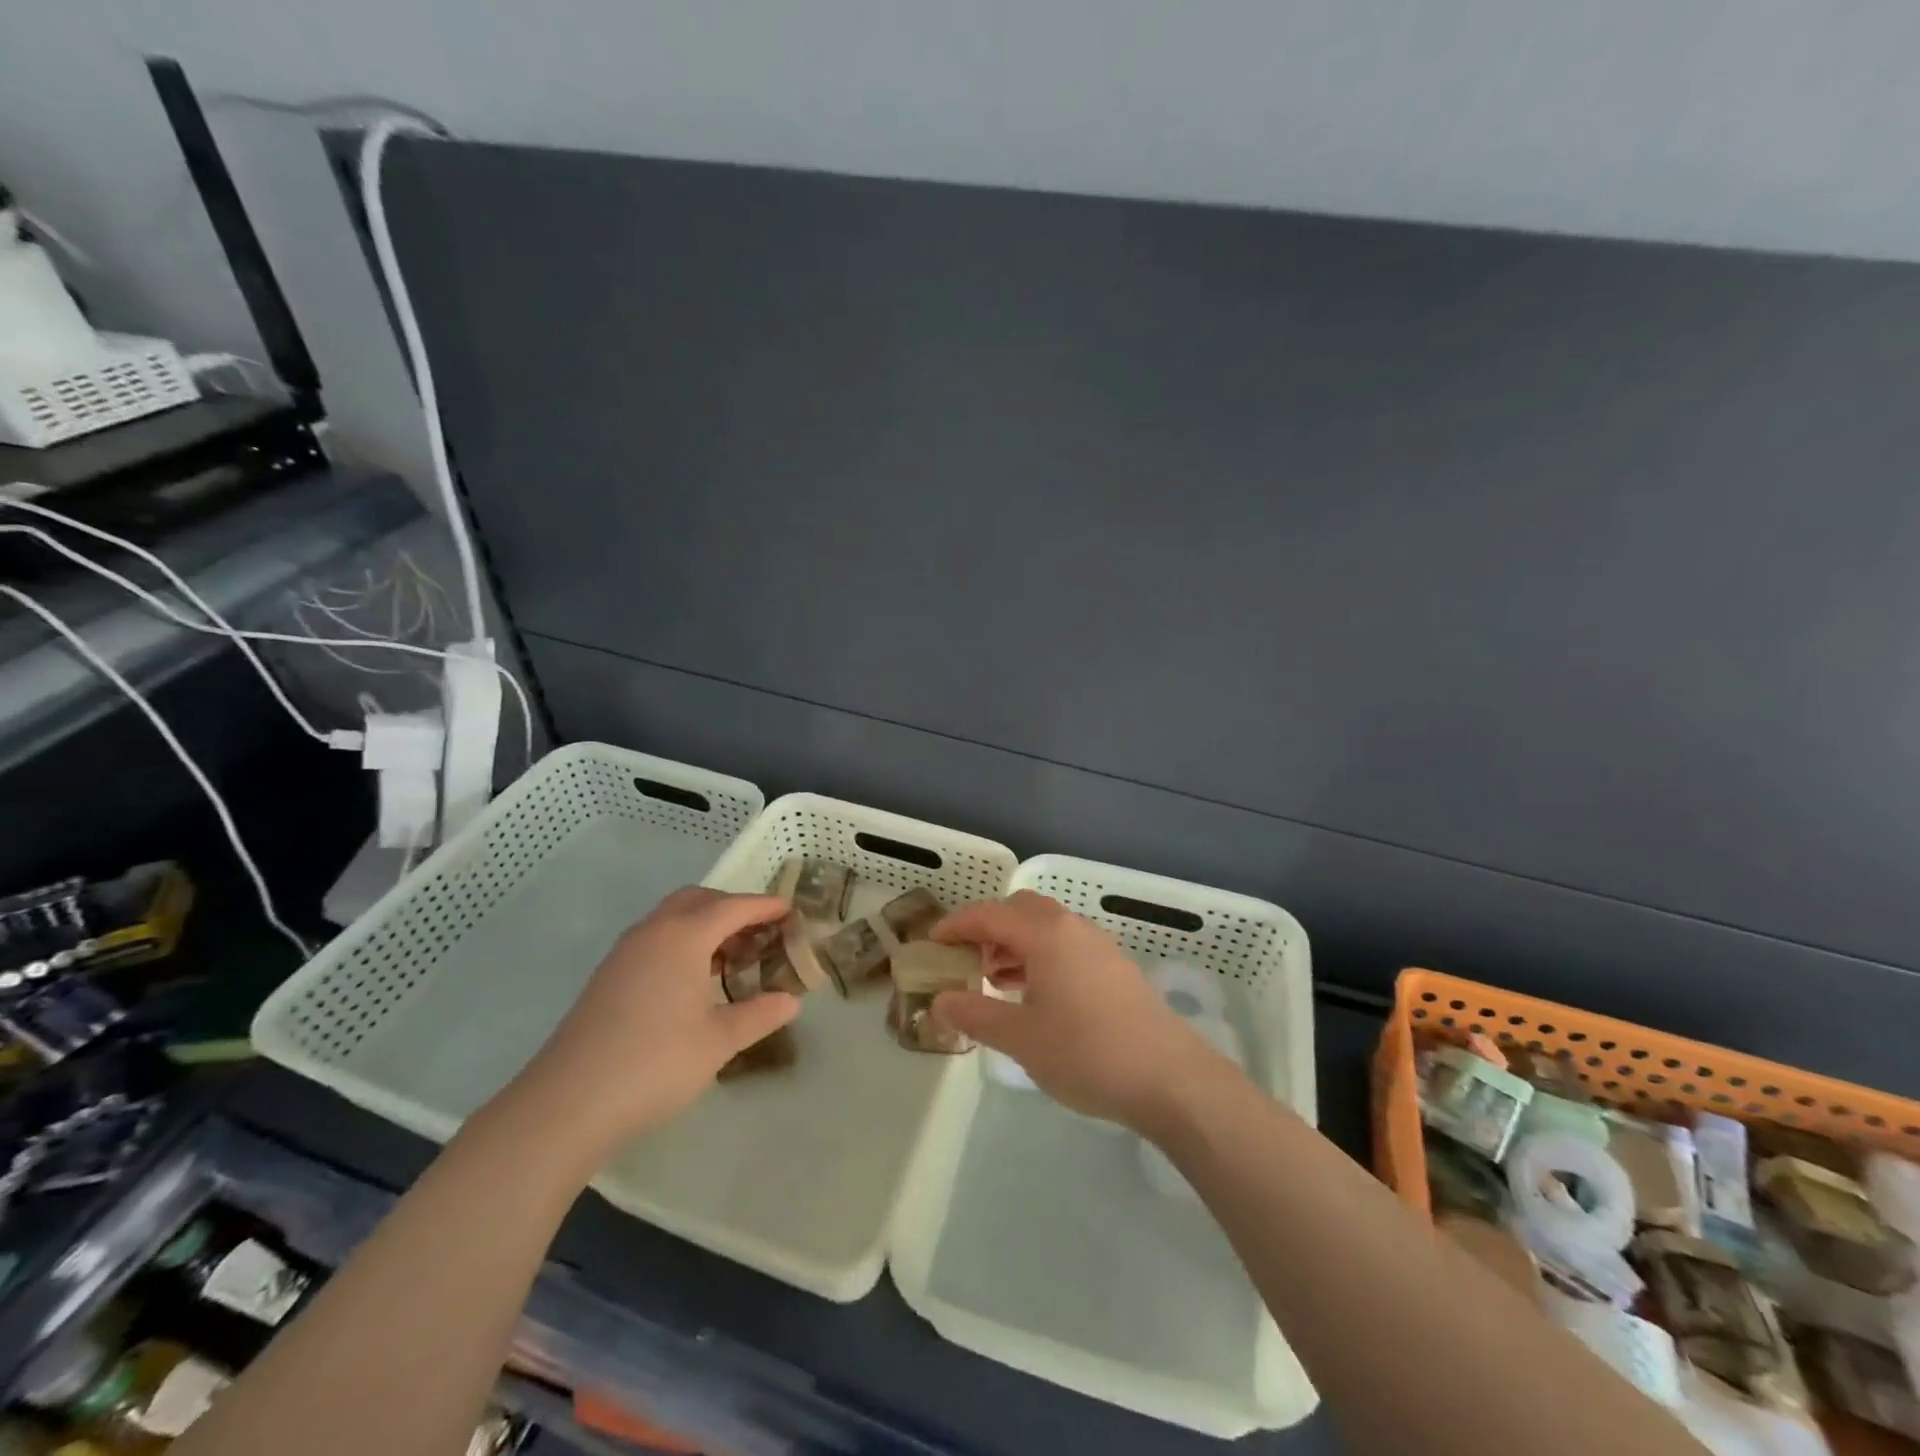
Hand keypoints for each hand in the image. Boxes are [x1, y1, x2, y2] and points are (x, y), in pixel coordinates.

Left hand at [512, 888, 799, 1155]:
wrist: (566, 1105)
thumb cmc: (655, 1064)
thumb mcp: (719, 1041)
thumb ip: (759, 1014)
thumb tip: (790, 1000)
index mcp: (684, 935)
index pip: (734, 907)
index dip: (766, 906)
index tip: (793, 911)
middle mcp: (653, 931)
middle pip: (700, 900)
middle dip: (733, 909)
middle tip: (762, 934)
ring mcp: (625, 952)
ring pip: (673, 918)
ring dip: (706, 925)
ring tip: (733, 957)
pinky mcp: (609, 976)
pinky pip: (656, 939)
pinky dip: (683, 943)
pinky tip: (694, 981)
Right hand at [930, 891, 1230, 1131]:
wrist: (1170, 1078)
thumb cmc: (1087, 1053)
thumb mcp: (1020, 1038)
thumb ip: (975, 1014)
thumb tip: (940, 1001)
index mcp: (1045, 934)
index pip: (989, 914)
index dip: (955, 925)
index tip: (931, 943)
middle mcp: (1072, 927)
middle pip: (1019, 910)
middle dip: (988, 929)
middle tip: (966, 961)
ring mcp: (1098, 945)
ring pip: (1045, 927)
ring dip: (1015, 944)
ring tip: (996, 982)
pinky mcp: (1115, 967)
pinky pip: (1066, 945)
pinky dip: (1040, 957)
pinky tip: (1035, 996)